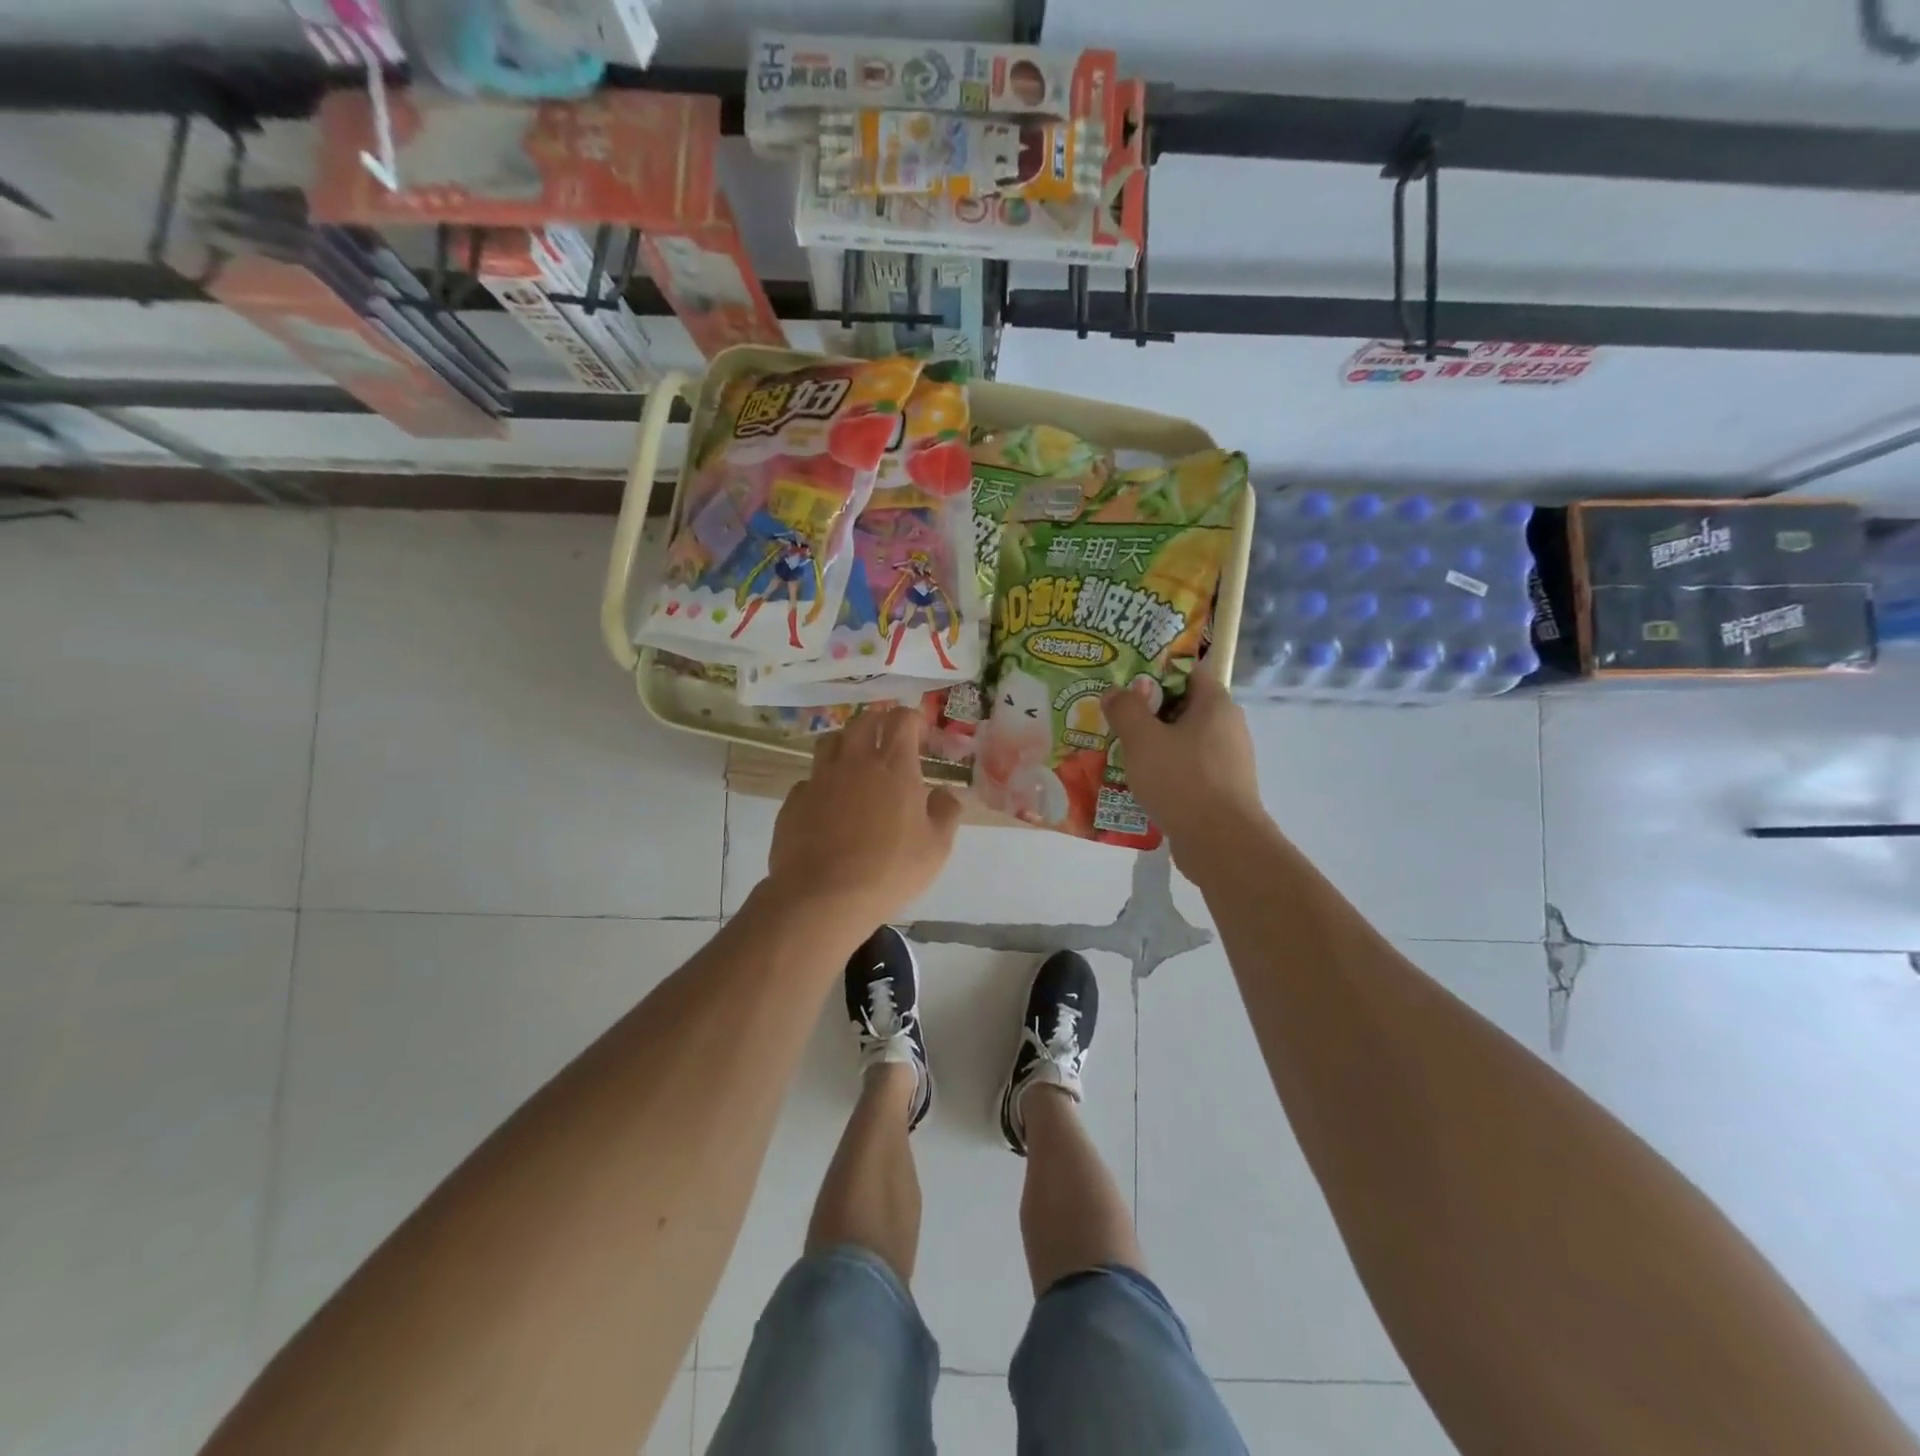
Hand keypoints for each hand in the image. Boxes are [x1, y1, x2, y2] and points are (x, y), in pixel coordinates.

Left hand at [766, 707, 962, 927]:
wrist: (823, 896)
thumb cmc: (890, 871)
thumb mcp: (936, 848)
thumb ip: (946, 814)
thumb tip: (947, 793)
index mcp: (894, 767)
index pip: (901, 721)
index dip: (911, 719)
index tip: (918, 734)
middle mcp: (855, 763)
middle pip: (863, 722)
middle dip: (878, 721)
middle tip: (886, 736)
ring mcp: (820, 779)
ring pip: (830, 742)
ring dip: (845, 742)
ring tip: (854, 759)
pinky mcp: (795, 801)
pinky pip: (809, 780)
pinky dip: (821, 782)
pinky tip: (827, 802)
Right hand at [1103, 667, 1267, 872]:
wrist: (1220, 843)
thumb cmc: (1182, 780)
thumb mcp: (1143, 739)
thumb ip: (1126, 709)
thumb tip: (1115, 691)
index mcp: (1216, 704)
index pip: (1187, 672)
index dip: (1155, 672)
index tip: (1125, 683)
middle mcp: (1228, 726)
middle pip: (1184, 706)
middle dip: (1149, 711)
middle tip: (1115, 718)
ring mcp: (1228, 760)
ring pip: (1184, 740)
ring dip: (1155, 743)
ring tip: (1121, 751)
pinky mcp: (1222, 789)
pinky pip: (1189, 768)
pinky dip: (1166, 770)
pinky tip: (1141, 782)